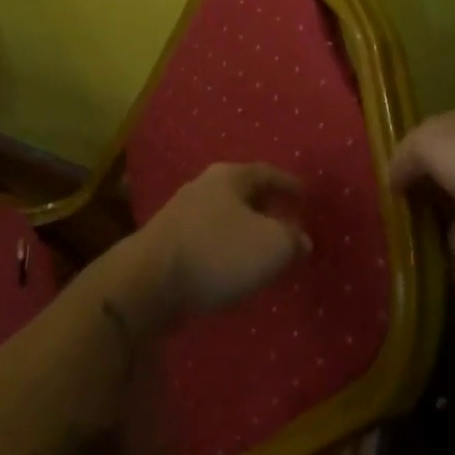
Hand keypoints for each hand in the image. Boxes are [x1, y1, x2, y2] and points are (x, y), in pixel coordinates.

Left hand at [117, 163, 310, 330]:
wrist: (149, 282)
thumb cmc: (217, 252)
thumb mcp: (272, 246)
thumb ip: (293, 241)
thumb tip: (300, 239)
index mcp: (229, 177)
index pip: (267, 172)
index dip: (289, 184)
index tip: (306, 196)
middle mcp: (203, 187)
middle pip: (243, 193)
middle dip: (266, 209)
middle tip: (286, 225)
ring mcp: (181, 215)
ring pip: (223, 219)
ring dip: (244, 233)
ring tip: (262, 254)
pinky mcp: (167, 244)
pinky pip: (207, 242)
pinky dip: (224, 253)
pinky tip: (232, 274)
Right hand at [389, 107, 454, 285]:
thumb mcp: (430, 147)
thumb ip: (405, 158)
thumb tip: (391, 176)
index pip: (429, 141)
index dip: (408, 163)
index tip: (387, 191)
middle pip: (452, 179)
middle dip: (431, 203)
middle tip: (404, 230)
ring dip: (454, 238)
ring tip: (428, 262)